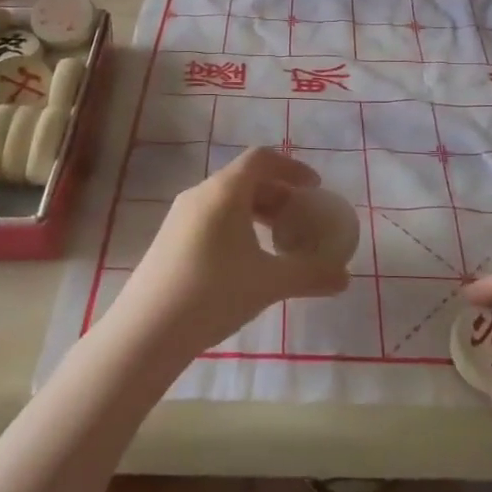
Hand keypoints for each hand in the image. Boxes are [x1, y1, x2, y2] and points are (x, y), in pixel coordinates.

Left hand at [114, 148, 350, 361]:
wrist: (145, 332)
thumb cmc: (212, 294)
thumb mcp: (269, 283)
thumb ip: (311, 274)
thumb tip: (345, 277)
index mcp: (224, 191)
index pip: (262, 159)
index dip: (292, 168)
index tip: (314, 188)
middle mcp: (200, 194)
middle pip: (245, 179)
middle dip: (278, 194)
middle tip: (301, 219)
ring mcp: (179, 217)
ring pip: (226, 201)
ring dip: (257, 213)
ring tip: (277, 242)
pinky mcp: (168, 240)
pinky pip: (211, 218)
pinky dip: (236, 226)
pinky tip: (245, 262)